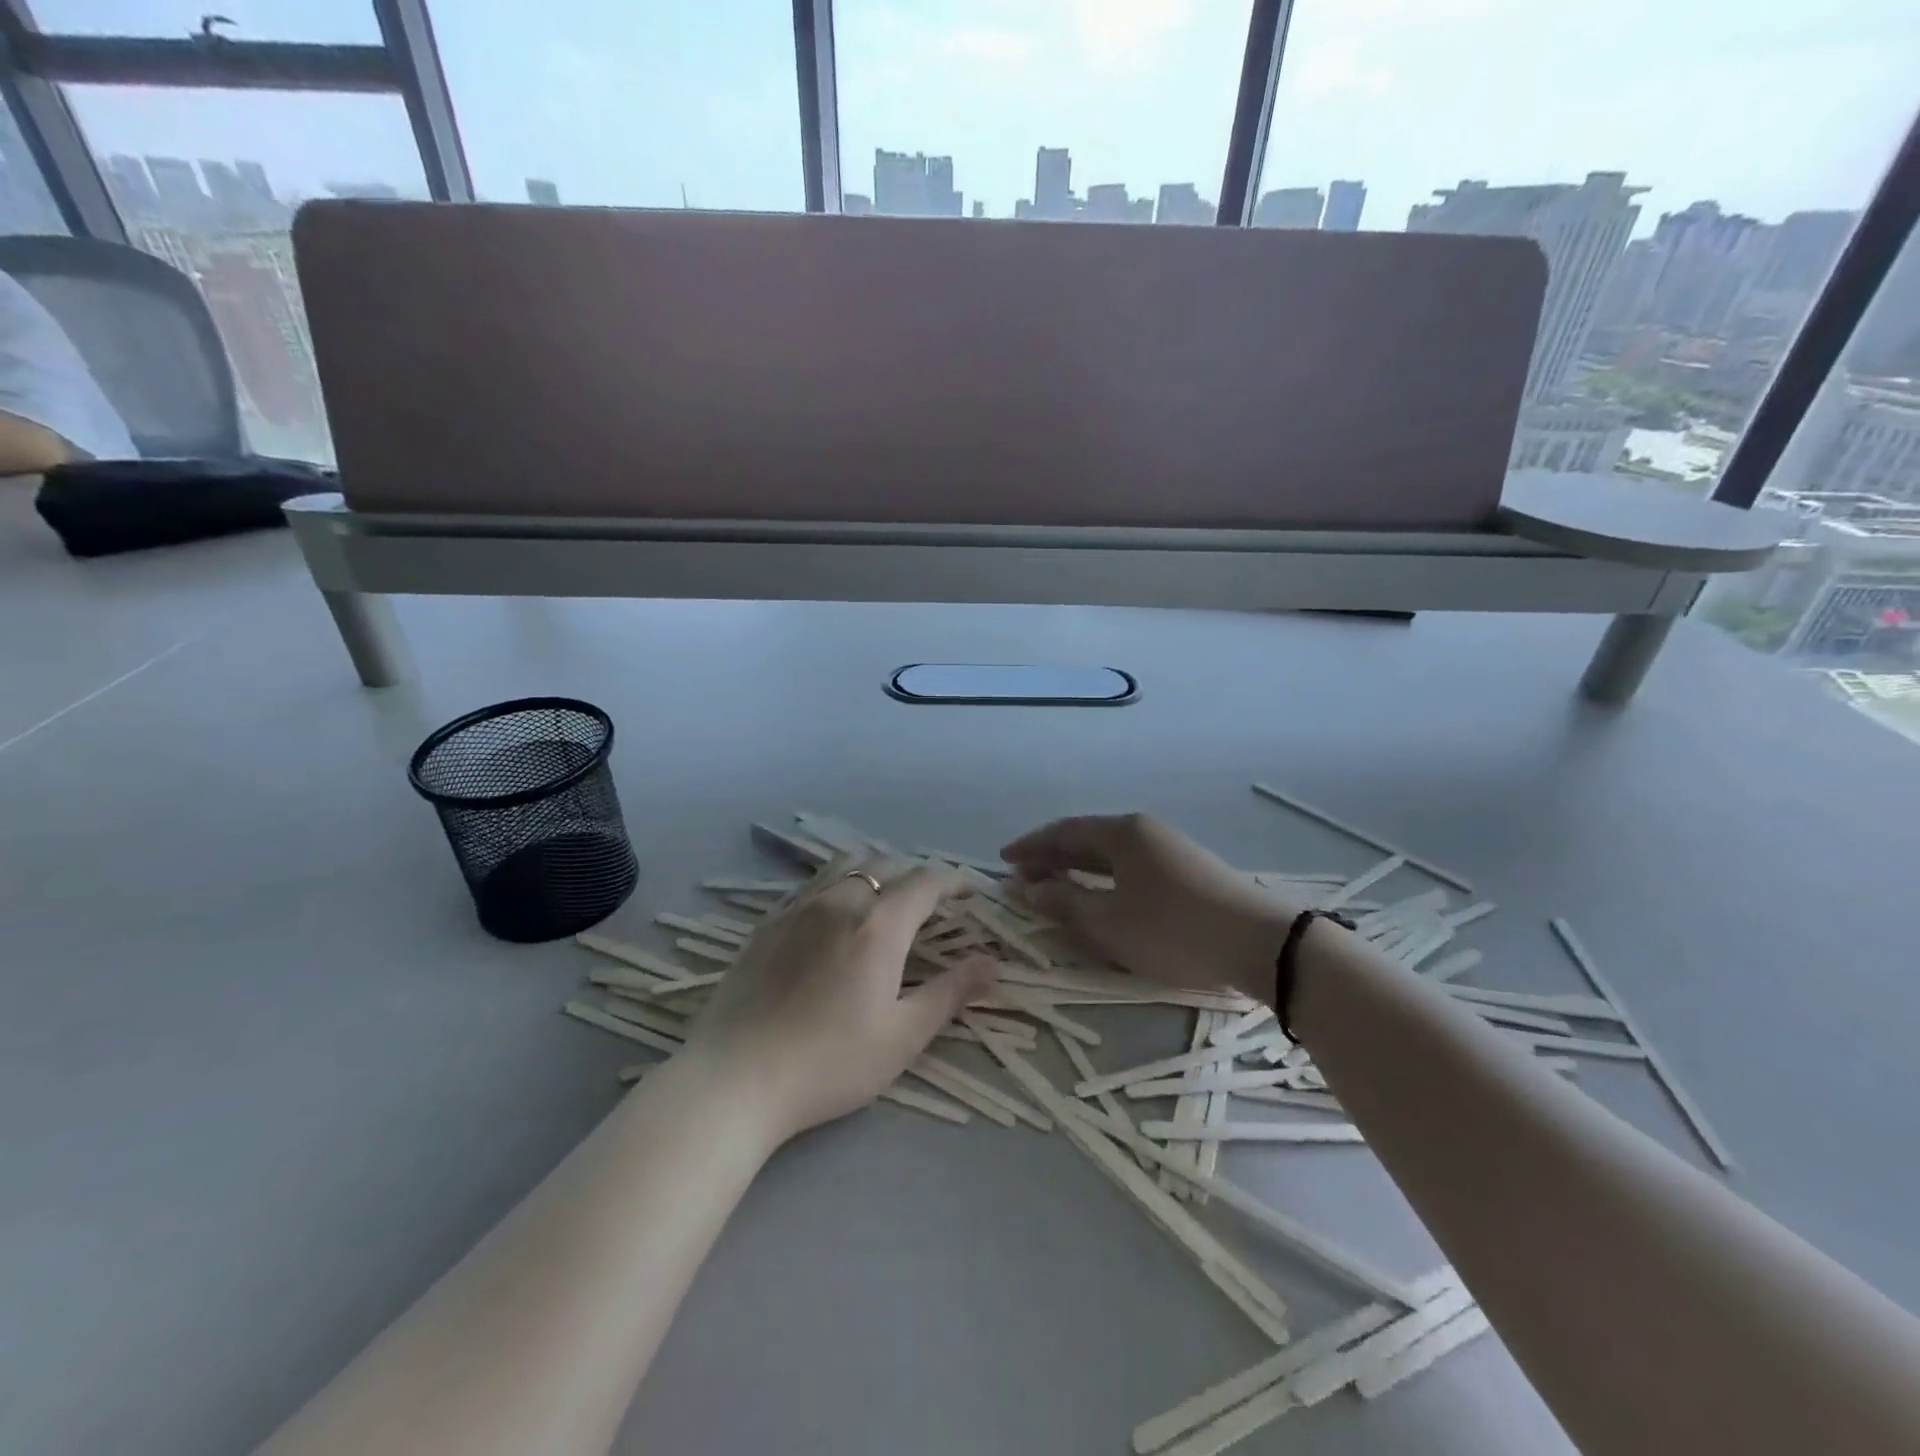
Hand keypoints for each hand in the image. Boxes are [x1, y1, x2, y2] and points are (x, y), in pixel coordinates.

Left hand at [681, 856, 996, 1144]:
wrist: (734, 1080)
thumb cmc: (829, 1064)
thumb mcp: (902, 1037)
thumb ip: (950, 993)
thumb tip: (992, 964)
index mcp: (878, 925)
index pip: (926, 881)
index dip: (953, 880)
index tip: (970, 892)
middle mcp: (840, 901)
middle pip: (886, 865)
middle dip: (917, 876)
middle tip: (934, 903)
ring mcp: (798, 908)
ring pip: (846, 866)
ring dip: (876, 871)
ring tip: (886, 897)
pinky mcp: (767, 923)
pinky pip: (813, 884)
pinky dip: (839, 884)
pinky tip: (836, 914)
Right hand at [1001, 814, 1304, 1001]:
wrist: (1260, 943)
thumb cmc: (1174, 930)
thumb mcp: (1110, 922)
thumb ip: (1065, 902)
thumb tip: (1030, 889)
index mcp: (1123, 833)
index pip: (1064, 832)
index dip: (1030, 846)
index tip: (1003, 860)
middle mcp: (1144, 831)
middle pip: (1087, 839)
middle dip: (1051, 857)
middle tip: (1022, 877)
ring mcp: (1170, 849)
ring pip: (1110, 855)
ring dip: (1078, 869)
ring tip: (1054, 888)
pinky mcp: (1188, 871)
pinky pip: (1131, 867)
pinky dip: (1104, 879)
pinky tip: (1101, 897)